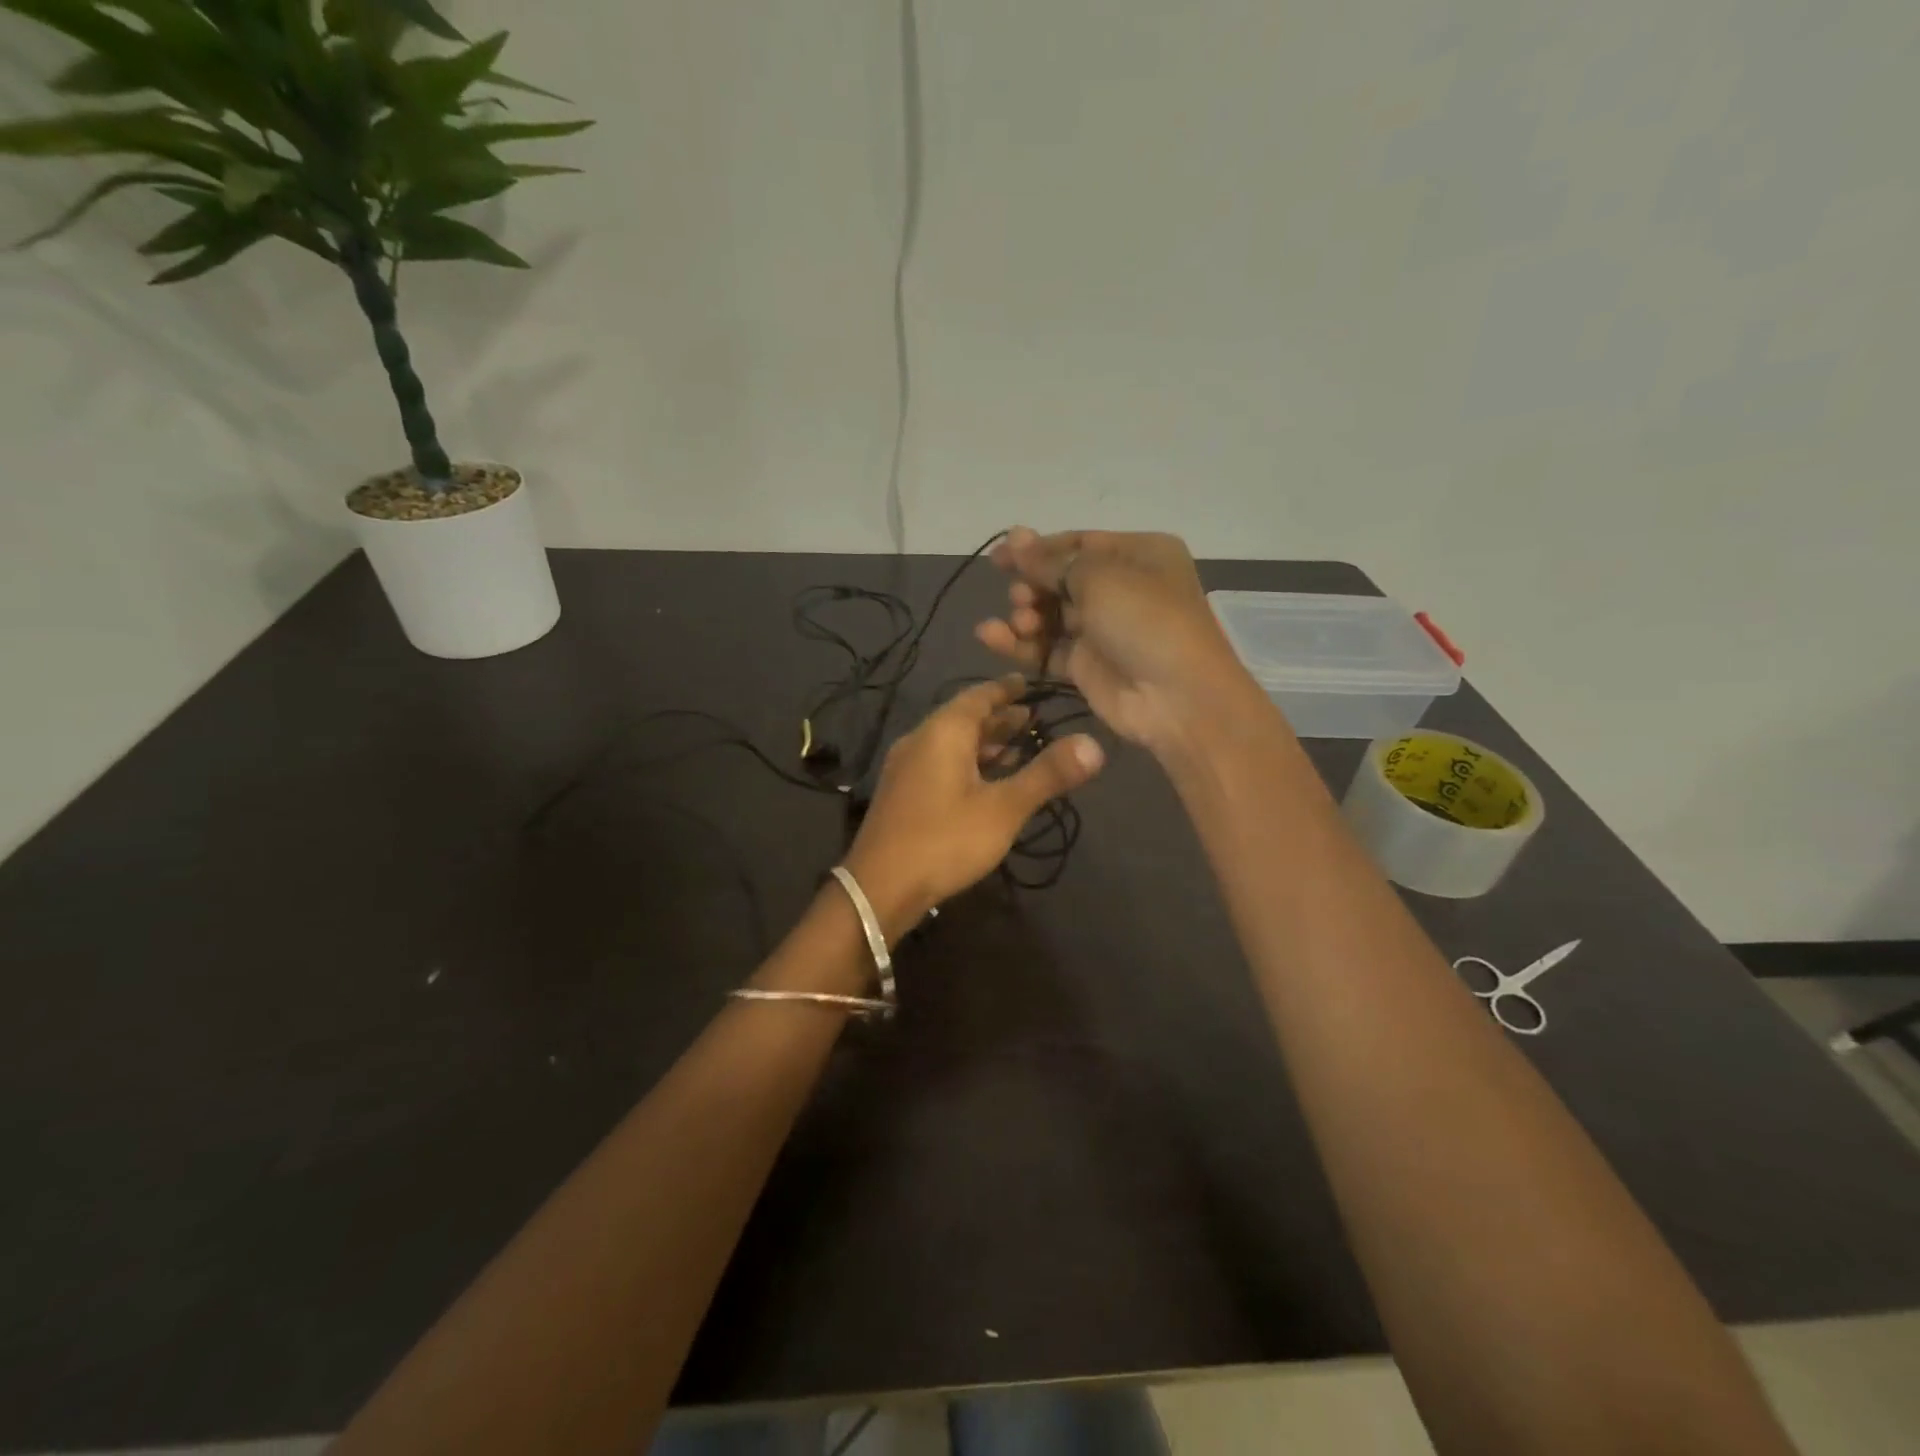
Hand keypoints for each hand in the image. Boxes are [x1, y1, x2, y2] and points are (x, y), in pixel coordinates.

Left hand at [843, 675, 1104, 933]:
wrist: (879, 887)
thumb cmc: (945, 839)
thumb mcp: (1005, 808)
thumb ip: (1047, 774)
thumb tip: (1094, 744)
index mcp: (943, 731)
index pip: (978, 696)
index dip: (1006, 689)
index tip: (1028, 684)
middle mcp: (920, 740)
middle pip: (964, 718)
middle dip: (999, 718)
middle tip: (1033, 719)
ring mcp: (906, 767)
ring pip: (951, 744)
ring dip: (984, 744)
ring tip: (1017, 749)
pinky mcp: (901, 793)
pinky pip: (940, 763)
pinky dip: (967, 763)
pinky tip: (984, 783)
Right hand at [975, 527, 1264, 755]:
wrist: (1176, 698)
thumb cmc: (1144, 620)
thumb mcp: (1099, 577)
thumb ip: (1051, 561)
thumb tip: (1016, 535)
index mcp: (1138, 554)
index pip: (1078, 543)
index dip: (1037, 548)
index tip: (999, 556)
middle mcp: (1122, 588)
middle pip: (1061, 579)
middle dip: (1033, 584)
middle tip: (1019, 596)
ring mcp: (1103, 630)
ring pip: (1051, 615)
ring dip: (1026, 615)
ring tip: (1019, 621)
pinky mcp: (1086, 666)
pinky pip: (1047, 648)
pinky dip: (1021, 643)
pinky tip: (991, 637)